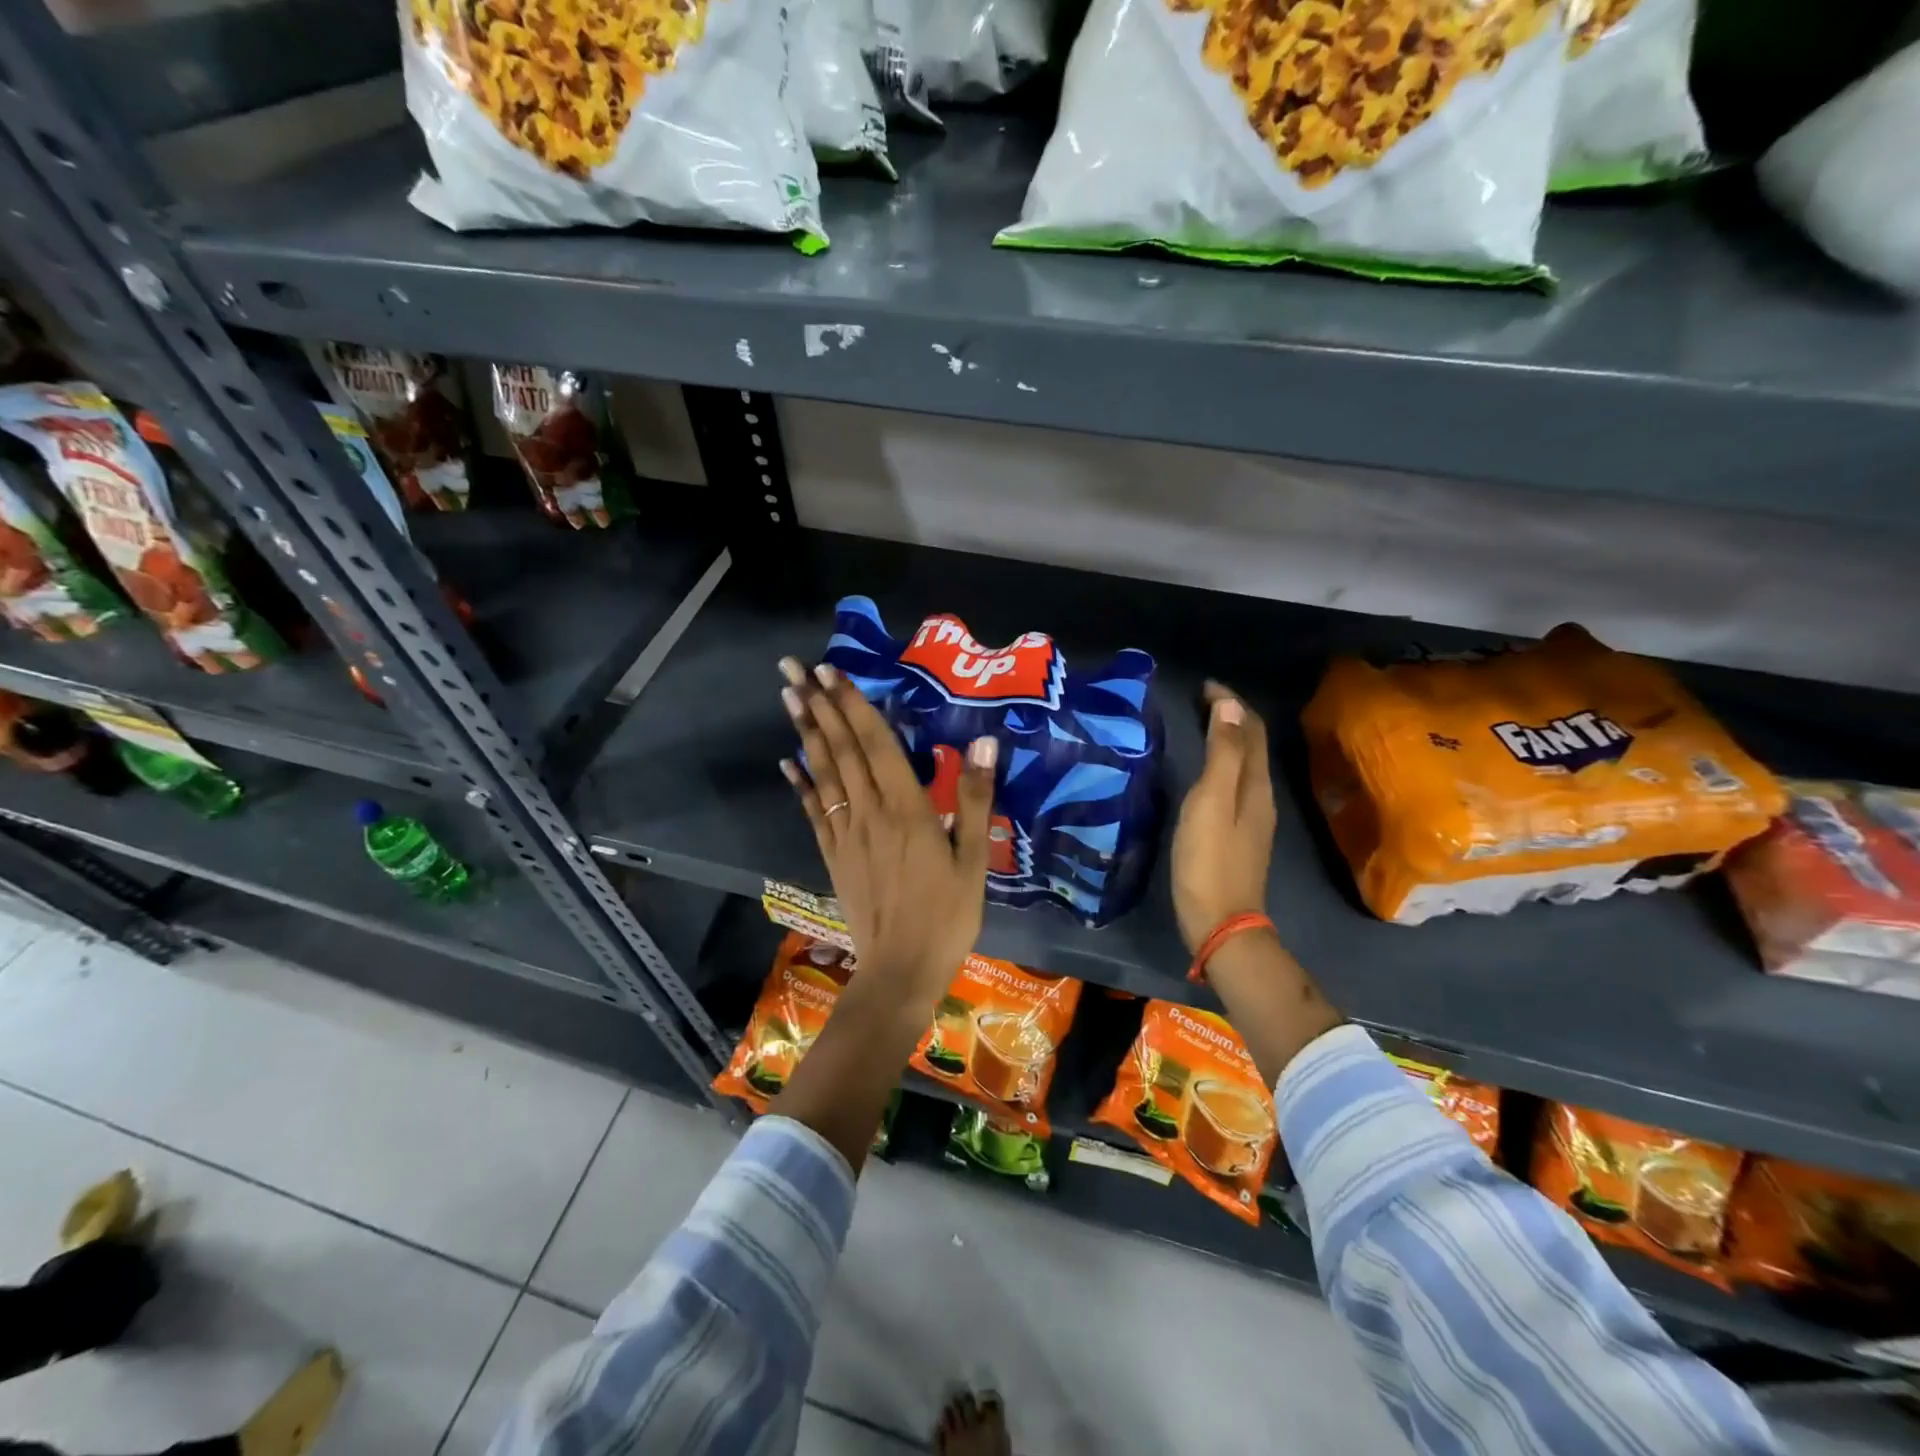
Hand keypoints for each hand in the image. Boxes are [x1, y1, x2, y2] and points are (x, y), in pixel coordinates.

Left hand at [778, 658, 996, 999]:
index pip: (875, 744)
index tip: (831, 670)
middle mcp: (869, 812)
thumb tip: (983, 741)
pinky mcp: (834, 855)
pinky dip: (801, 783)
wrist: (901, 971)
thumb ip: (974, 799)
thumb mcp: (974, 860)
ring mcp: (845, 834)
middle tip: (793, 666)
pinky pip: (814, 811)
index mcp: (906, 809)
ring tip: (788, 696)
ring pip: (823, 773)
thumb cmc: (947, 917)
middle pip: (841, 749)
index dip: (853, 705)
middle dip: (818, 704)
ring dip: (805, 732)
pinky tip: (787, 763)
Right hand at [1171, 681, 1276, 955]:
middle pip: (1251, 744)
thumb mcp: (1210, 802)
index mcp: (1255, 784)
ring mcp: (1251, 817)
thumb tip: (1229, 704)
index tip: (1202, 685)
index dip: (1230, 702)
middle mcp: (1260, 796)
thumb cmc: (1209, 860)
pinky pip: (1234, 783)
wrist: (1220, 923)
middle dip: (1230, 715)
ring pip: (1243, 764)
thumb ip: (1222, 754)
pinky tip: (1203, 770)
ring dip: (1226, 738)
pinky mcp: (1238, 834)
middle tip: (1198, 699)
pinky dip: (1221, 762)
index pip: (1250, 728)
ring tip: (1199, 724)